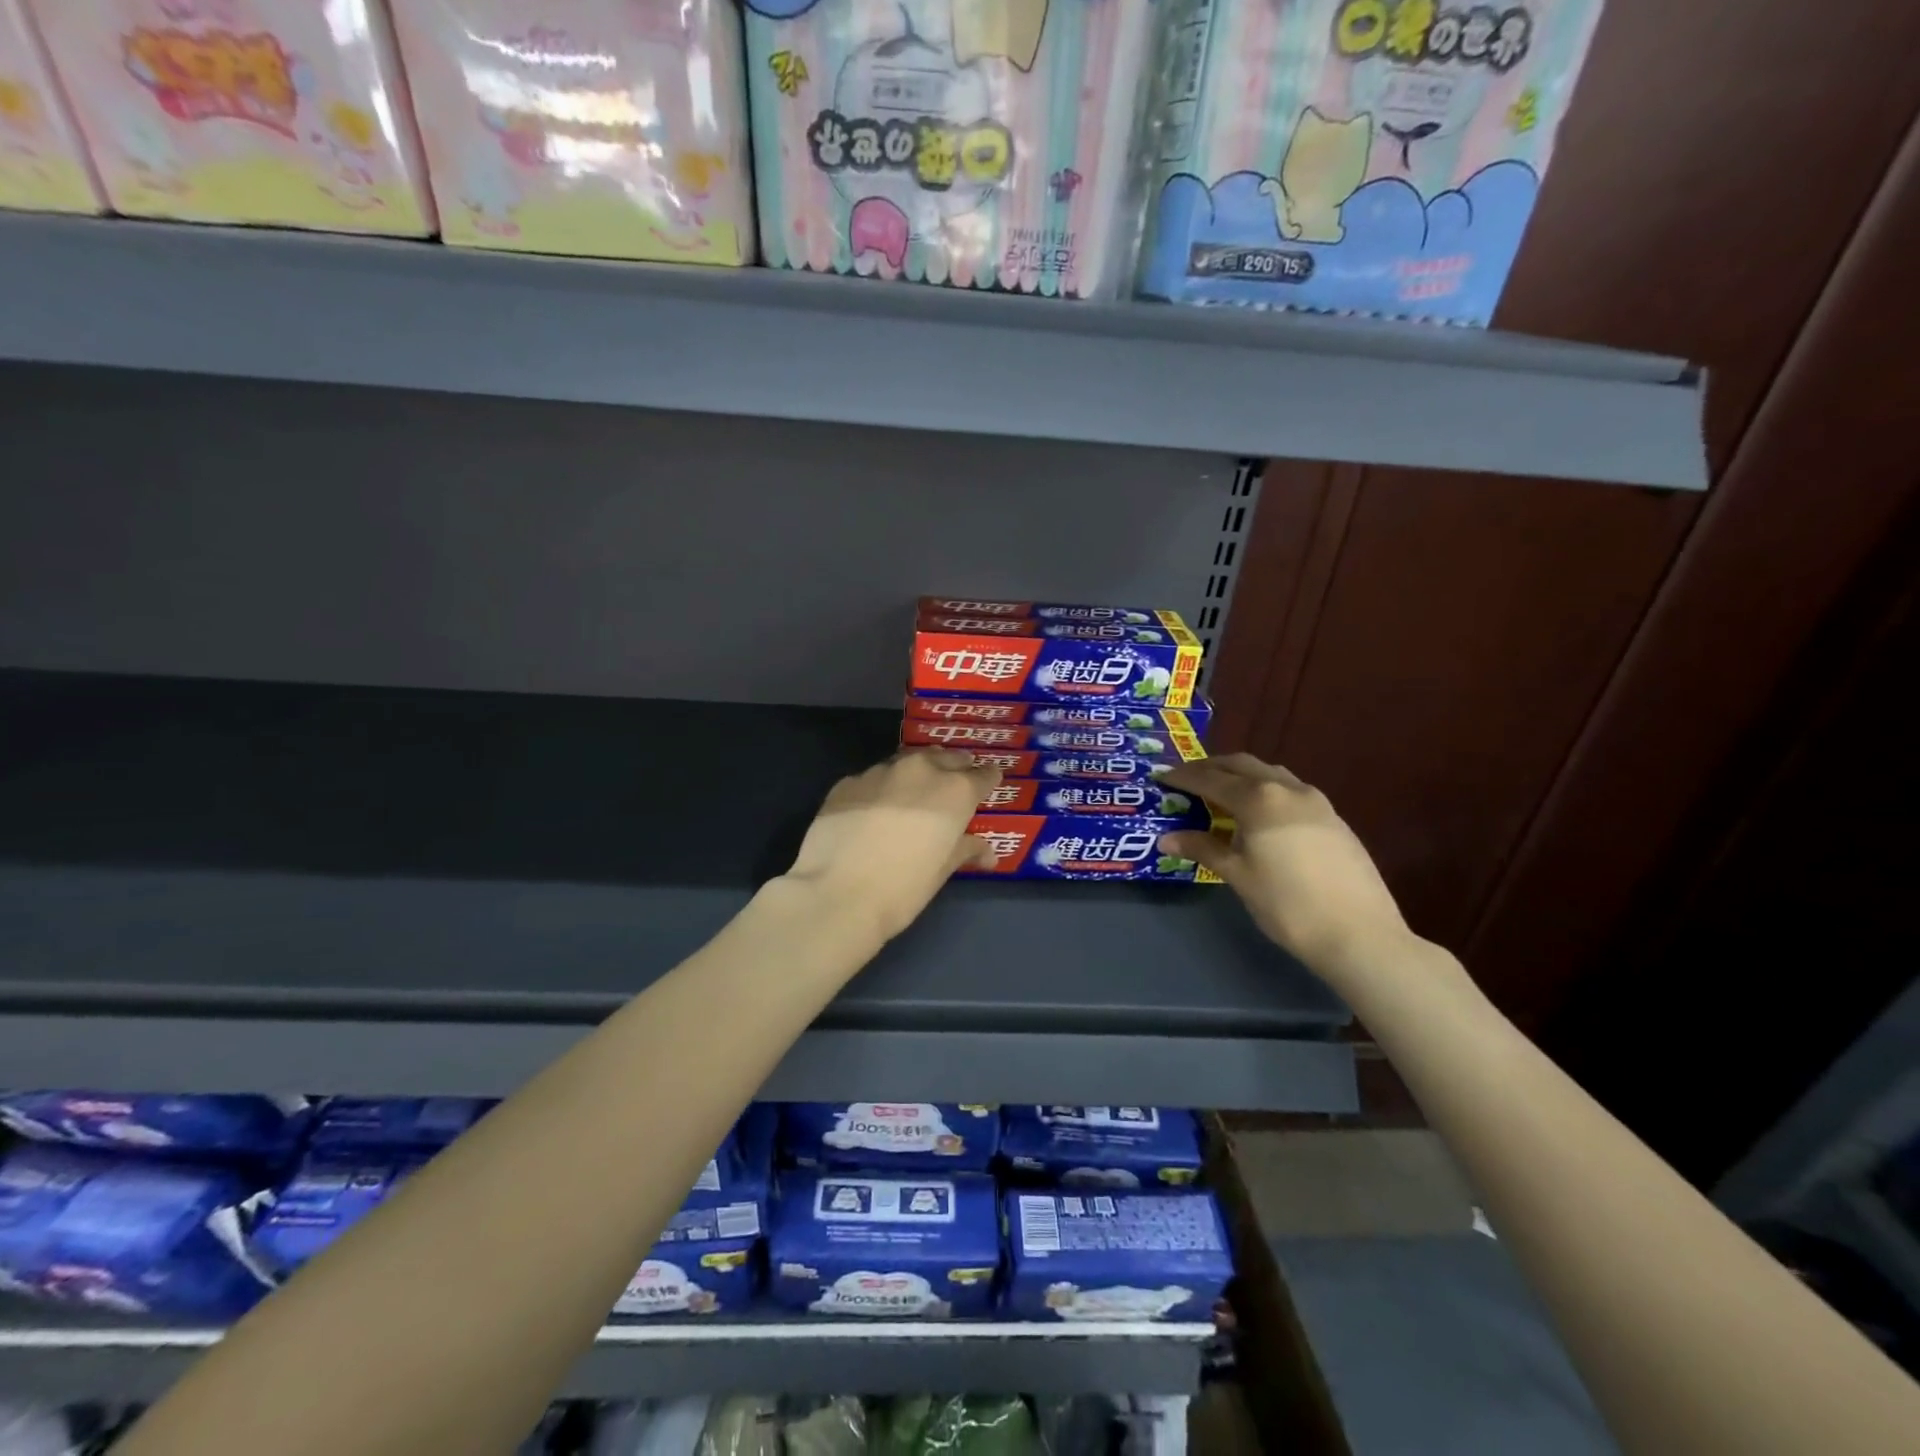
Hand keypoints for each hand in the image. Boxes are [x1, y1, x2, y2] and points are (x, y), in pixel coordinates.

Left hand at [783, 750, 1001, 943]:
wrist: (836, 893)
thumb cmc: (903, 888)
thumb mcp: (942, 872)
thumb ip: (966, 850)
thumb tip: (987, 852)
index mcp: (955, 791)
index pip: (983, 775)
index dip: (987, 781)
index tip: (988, 786)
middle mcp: (921, 770)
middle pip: (946, 758)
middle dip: (954, 769)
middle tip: (954, 785)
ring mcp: (880, 771)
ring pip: (907, 763)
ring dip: (916, 775)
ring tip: (912, 795)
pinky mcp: (848, 782)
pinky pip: (873, 779)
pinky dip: (881, 790)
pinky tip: (872, 812)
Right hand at [1158, 754, 1410, 973]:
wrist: (1360, 934)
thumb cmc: (1287, 904)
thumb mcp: (1238, 875)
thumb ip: (1203, 849)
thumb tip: (1167, 838)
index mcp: (1258, 799)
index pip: (1210, 779)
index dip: (1183, 777)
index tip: (1162, 778)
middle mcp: (1287, 788)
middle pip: (1241, 765)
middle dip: (1211, 767)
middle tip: (1187, 779)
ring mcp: (1316, 801)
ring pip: (1269, 773)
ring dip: (1241, 775)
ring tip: (1221, 792)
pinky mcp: (1333, 818)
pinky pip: (1289, 789)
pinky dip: (1265, 790)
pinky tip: (1260, 814)